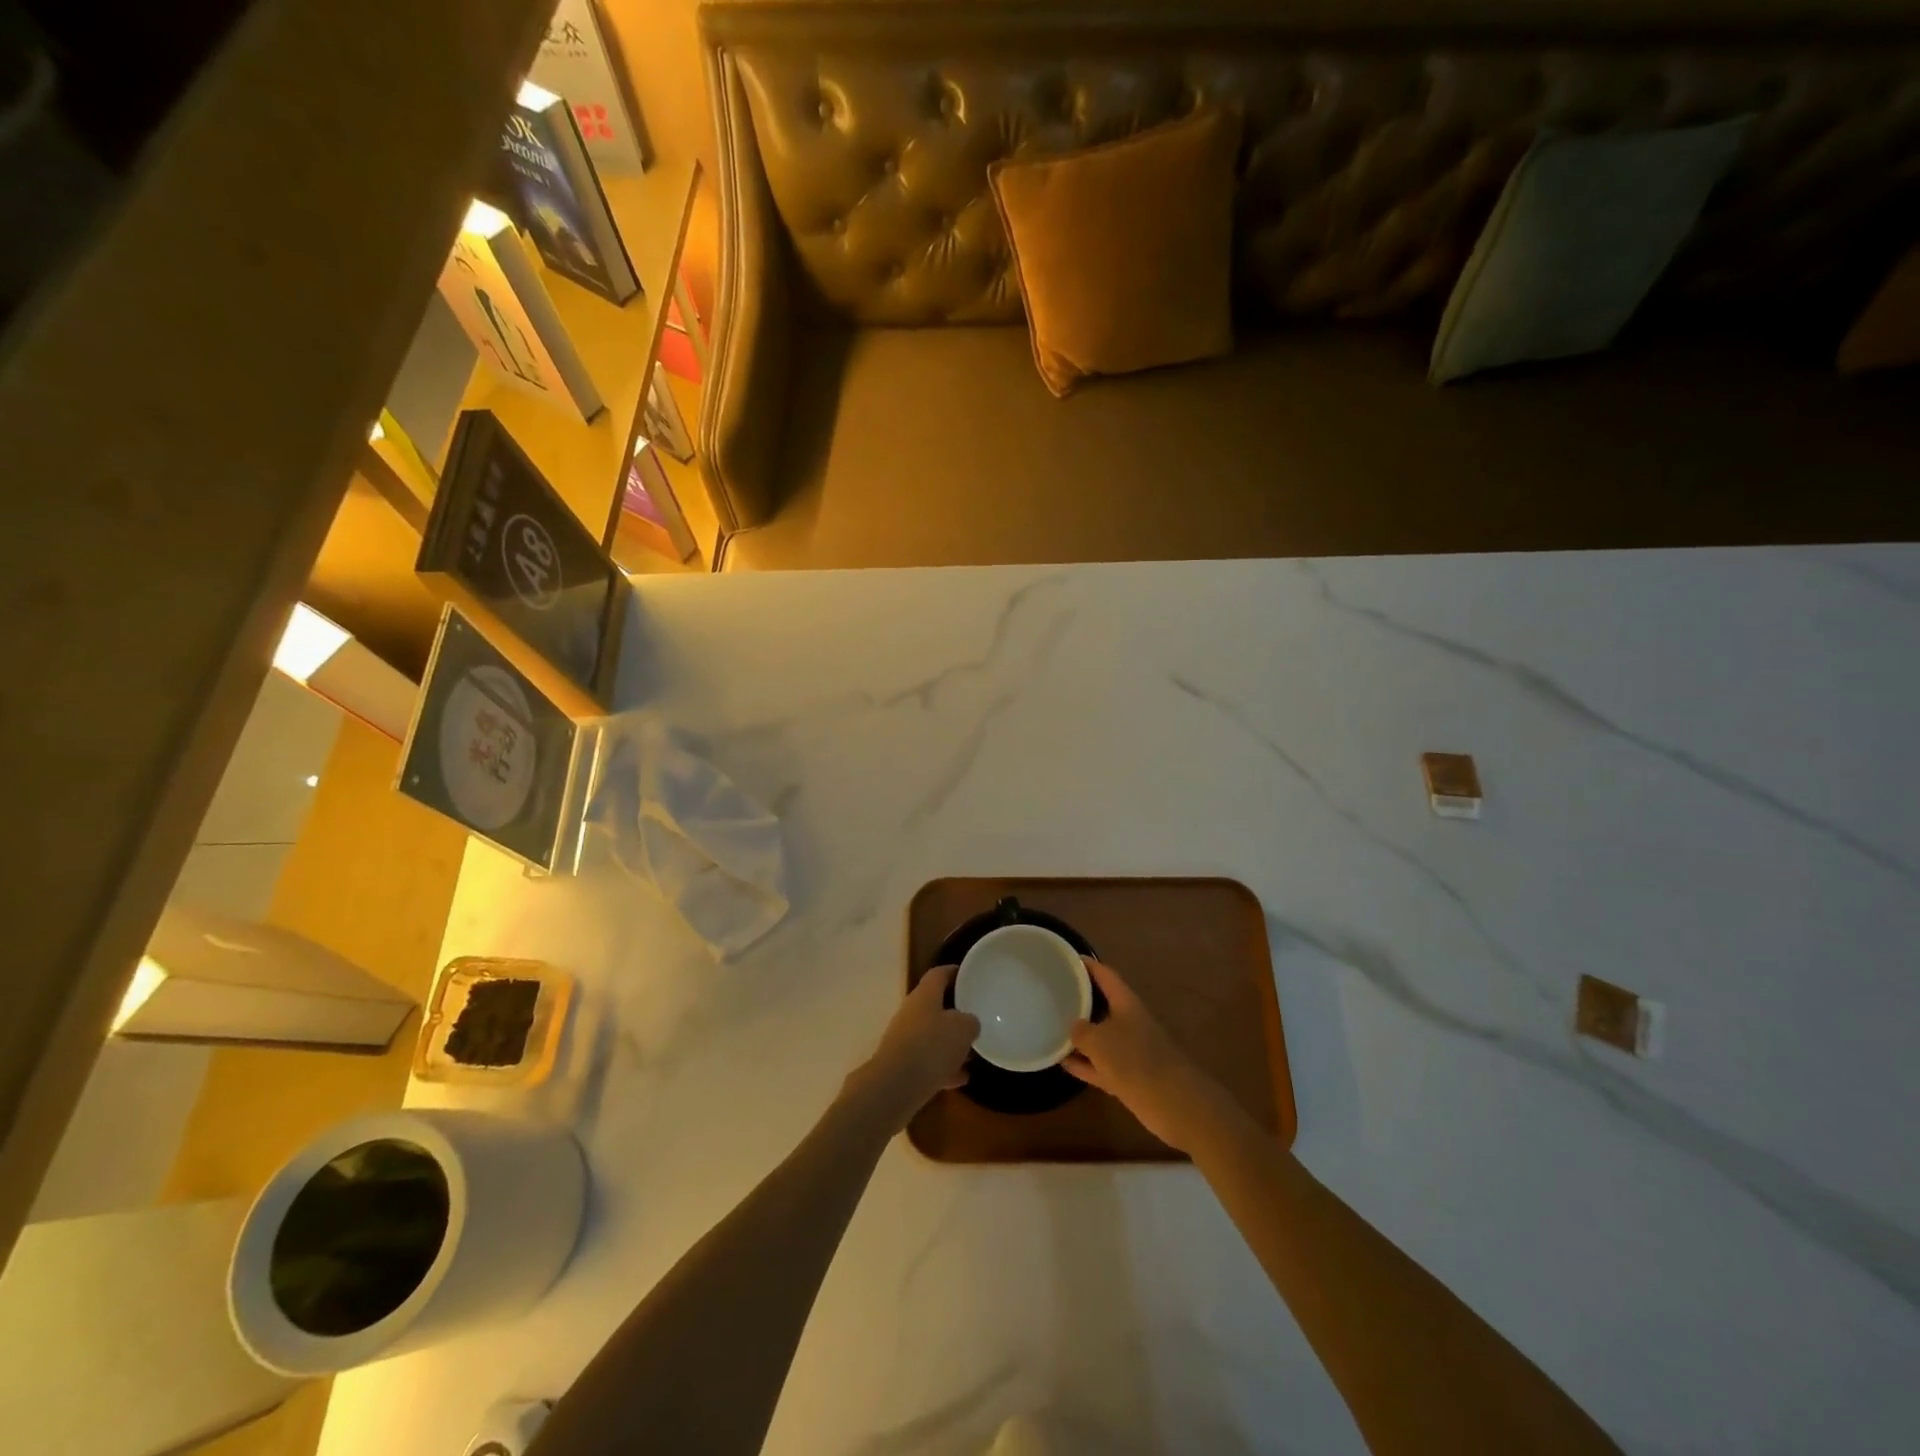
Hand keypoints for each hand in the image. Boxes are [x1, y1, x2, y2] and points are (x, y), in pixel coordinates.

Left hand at [848, 966, 978, 1130]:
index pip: (938, 974)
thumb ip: (970, 1022)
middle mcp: (911, 1013)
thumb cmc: (931, 1046)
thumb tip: (969, 1023)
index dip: (954, 972)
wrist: (894, 1087)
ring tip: (972, 1051)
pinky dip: (944, 1068)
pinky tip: (962, 1078)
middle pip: (934, 1005)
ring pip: (931, 1036)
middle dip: (954, 1012)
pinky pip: (927, 1062)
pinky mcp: (902, 1066)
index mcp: (924, 995)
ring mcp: (904, 1040)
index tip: (969, 975)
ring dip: (950, 1043)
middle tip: (975, 1017)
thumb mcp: (963, 1029)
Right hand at [1064, 958, 1233, 1151]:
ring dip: (1079, 1036)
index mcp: (1126, 1004)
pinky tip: (1063, 1063)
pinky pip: (1100, 1065)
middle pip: (1102, 1005)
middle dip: (1081, 1000)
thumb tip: (1074, 1029)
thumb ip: (1082, 1032)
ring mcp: (1129, 1051)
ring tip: (1052, 1027)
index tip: (1068, 959)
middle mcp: (1129, 1023)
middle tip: (1054, 994)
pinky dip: (1083, 1063)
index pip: (1106, 976)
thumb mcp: (1100, 1041)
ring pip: (1099, 1038)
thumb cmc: (1135, 1060)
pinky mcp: (1128, 1077)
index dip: (1088, 966)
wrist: (1174, 1103)